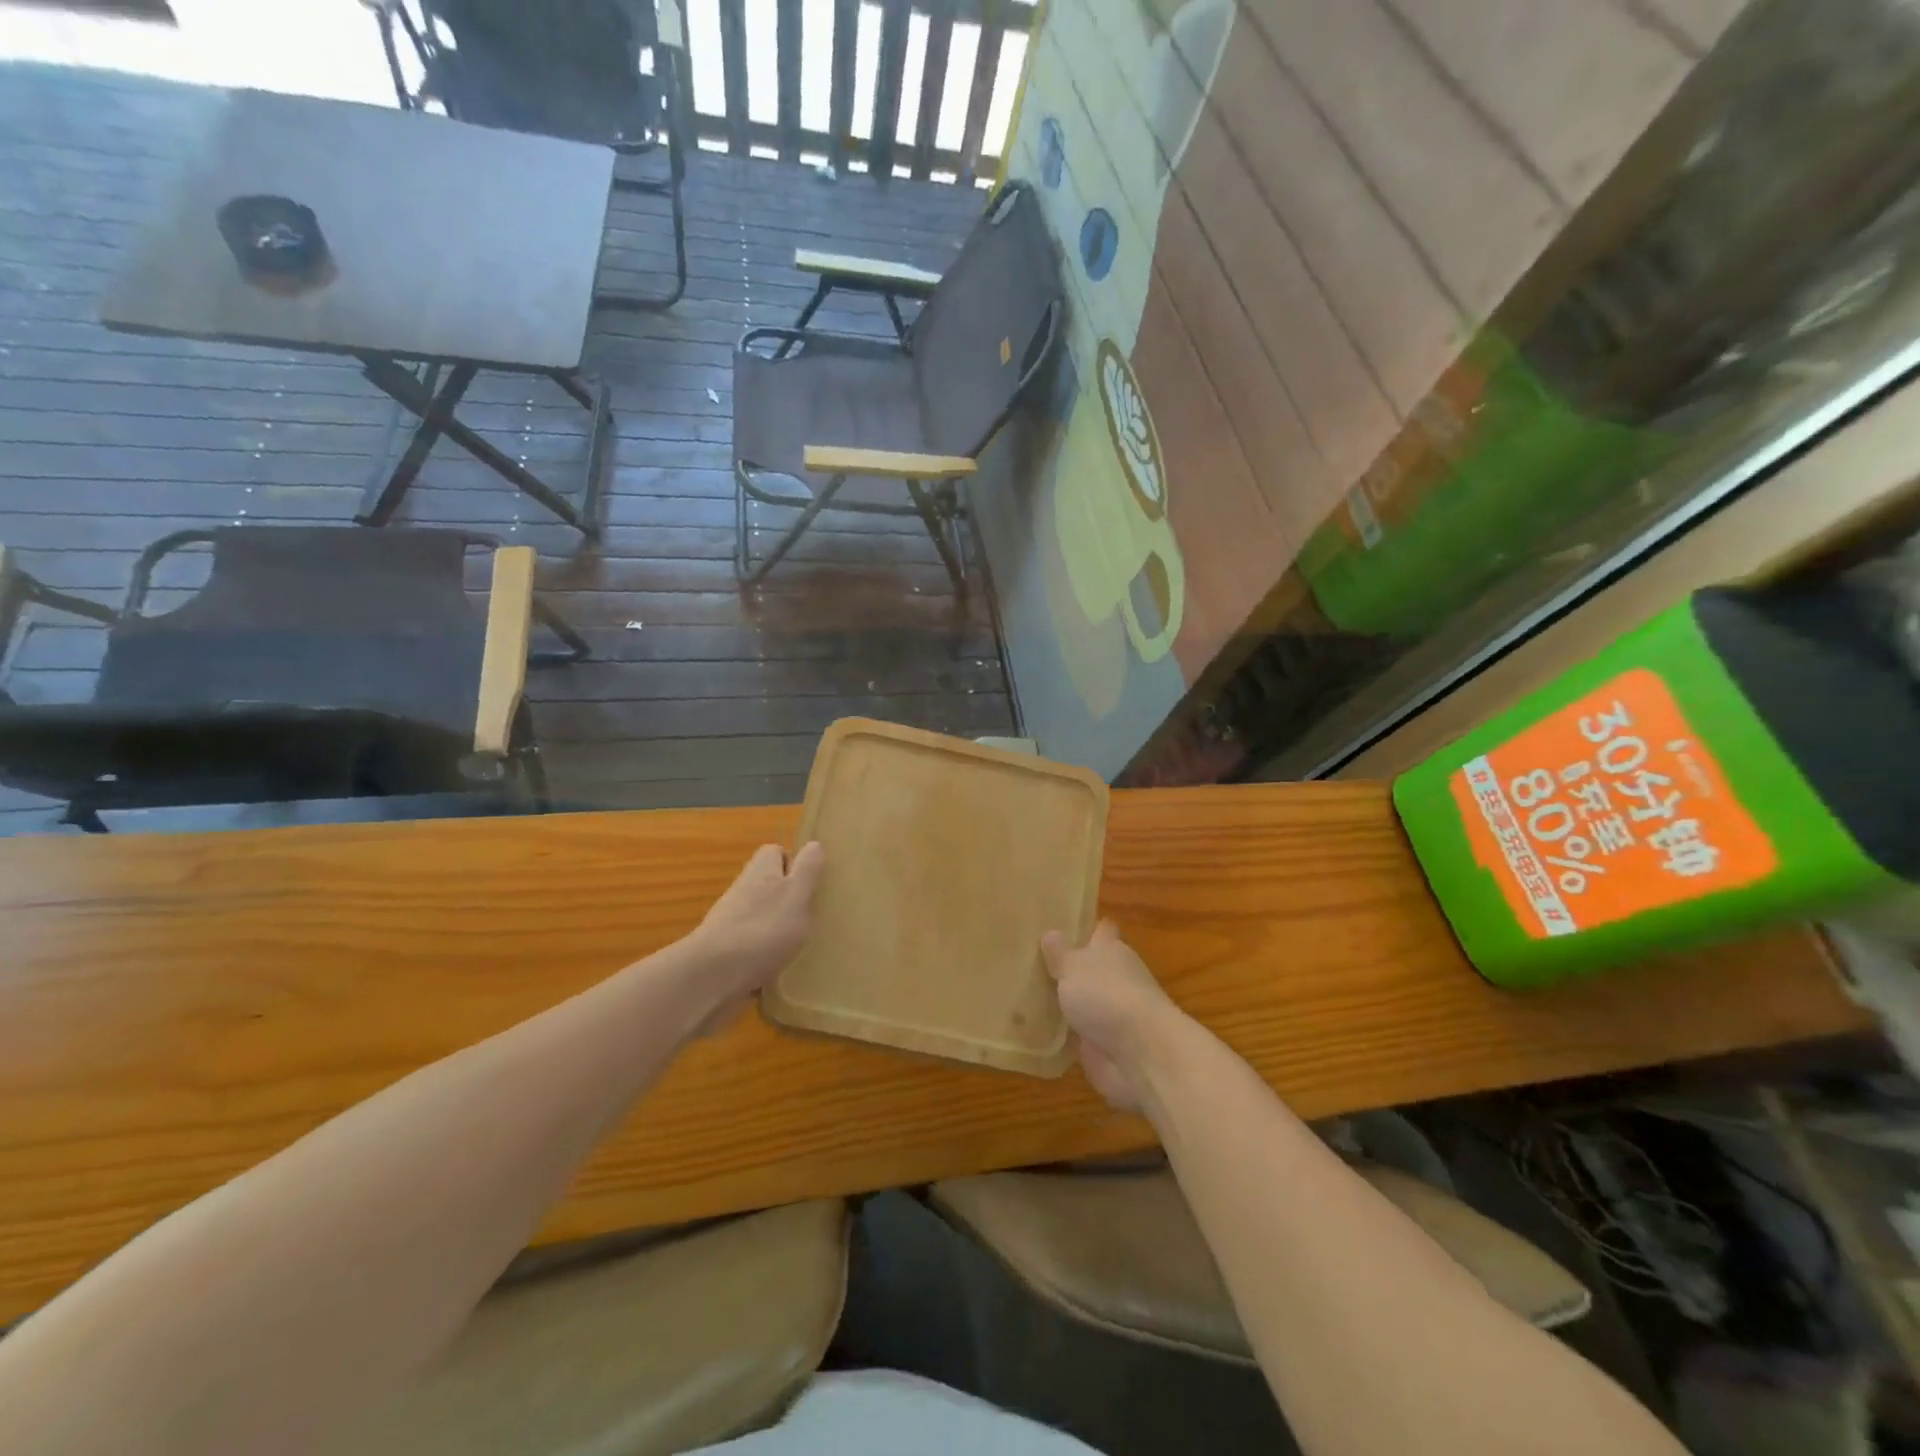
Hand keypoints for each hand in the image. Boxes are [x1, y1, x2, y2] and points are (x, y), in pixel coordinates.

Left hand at [683, 843, 824, 1025]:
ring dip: (778, 929)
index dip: (794, 863)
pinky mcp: (724, 952)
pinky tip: (777, 971)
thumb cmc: (763, 929)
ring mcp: (731, 922)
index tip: (812, 883)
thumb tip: (814, 844)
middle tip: (812, 917)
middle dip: (788, 900)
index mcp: (762, 871)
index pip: (776, 852)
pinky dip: (764, 956)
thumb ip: (807, 870)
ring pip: (760, 917)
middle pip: (768, 885)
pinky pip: (750, 948)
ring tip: (799, 947)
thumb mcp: (796, 895)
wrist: (712, 976)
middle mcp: (743, 890)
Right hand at [1040, 920, 1183, 1113]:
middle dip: (1069, 966)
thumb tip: (1051, 933)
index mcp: (1111, 951)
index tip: (1064, 923)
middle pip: (1091, 967)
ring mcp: (1110, 1015)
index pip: (1102, 931)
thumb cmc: (1107, 995)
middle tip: (1031, 960)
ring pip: (1083, 1001)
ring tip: (1026, 994)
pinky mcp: (1103, 1047)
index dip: (1087, 926)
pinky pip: (1077, 1035)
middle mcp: (1114, 979)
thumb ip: (1060, 952)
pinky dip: (1062, 1033)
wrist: (1140, 1055)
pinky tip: (1034, 1030)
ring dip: (1065, 1001)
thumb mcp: (1074, 966)